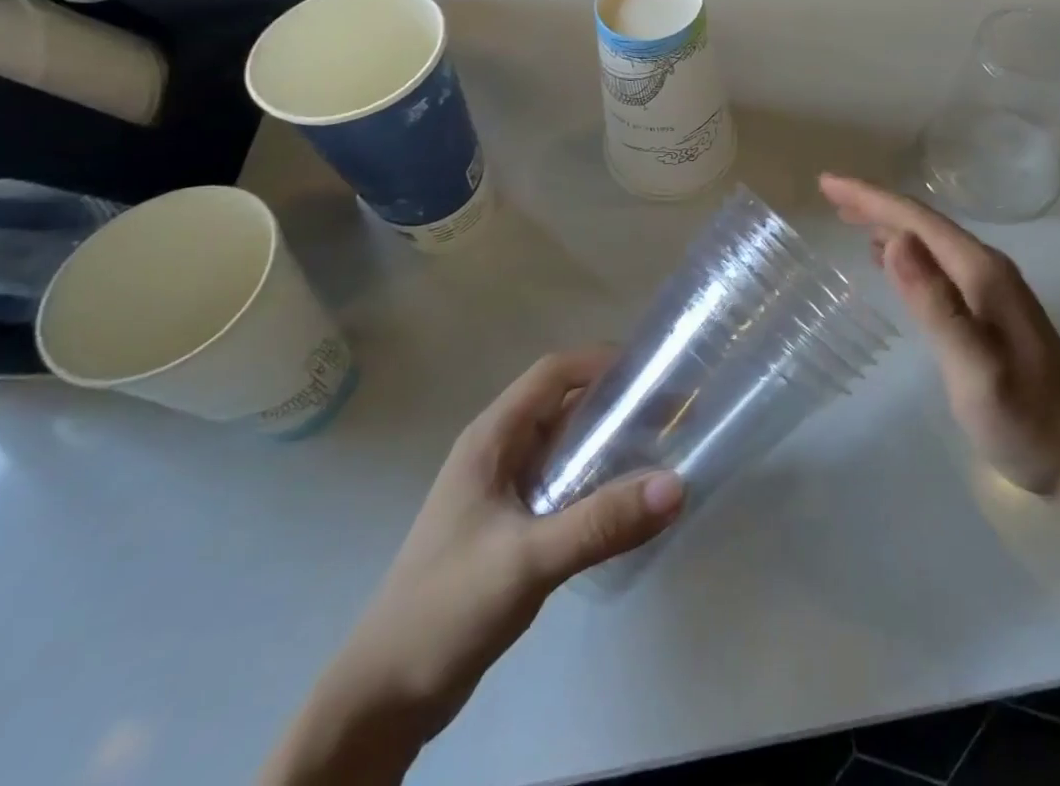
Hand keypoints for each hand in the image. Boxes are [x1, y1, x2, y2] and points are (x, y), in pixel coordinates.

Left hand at [281, 351, 683, 775]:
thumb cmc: (446, 607)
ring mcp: (502, 490)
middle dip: (616, 401)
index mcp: (492, 438)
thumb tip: (677, 485)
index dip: (603, 361)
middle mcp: (498, 452)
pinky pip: (563, 484)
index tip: (654, 371)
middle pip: (564, 404)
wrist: (382, 698)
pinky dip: (597, 481)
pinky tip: (627, 502)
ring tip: (661, 449)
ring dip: (609, 442)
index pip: (554, 373)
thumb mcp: (527, 559)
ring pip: (565, 446)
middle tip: (671, 411)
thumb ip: (600, 522)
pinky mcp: (511, 526)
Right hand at [820, 175, 1059, 495]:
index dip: (871, 198)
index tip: (828, 183)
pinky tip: (888, 259)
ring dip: (888, 224)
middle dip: (874, 204)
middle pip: (923, 223)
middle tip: (830, 194)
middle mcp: (987, 268)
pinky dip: (906, 252)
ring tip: (848, 218)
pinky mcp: (988, 309)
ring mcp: (991, 288)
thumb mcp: (975, 369)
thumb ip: (936, 305)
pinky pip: (937, 263)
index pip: (918, 220)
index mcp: (981, 272)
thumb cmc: (1024, 419)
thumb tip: (896, 241)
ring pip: (929, 241)